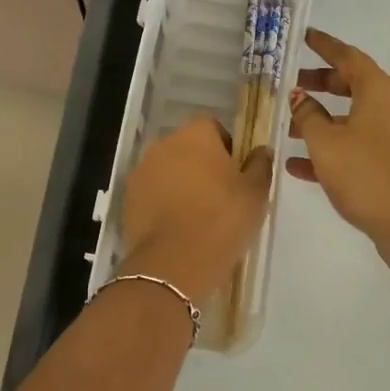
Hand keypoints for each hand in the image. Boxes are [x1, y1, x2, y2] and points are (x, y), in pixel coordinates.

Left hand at [121, 117, 274, 303]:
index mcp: (196, 134)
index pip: (213, 128)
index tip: (235, 176)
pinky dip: (162, 202)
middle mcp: (164, 143)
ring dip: (180, 182)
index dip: (226, 149)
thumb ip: (260, 165)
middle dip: (201, 165)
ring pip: (168, 169)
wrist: (174, 262)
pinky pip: (152, 192)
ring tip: (196, 215)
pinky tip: (176, 227)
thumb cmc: (222, 219)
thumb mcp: (255, 193)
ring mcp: (142, 170)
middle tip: (219, 196)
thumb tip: (261, 150)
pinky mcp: (128, 197)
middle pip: (187, 148)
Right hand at [288, 28, 389, 273]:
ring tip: (288, 128)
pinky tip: (299, 165)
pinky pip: (359, 145)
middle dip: (320, 84)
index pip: (349, 57)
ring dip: (322, 120)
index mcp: (379, 92)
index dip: (325, 46)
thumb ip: (308, 116)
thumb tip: (299, 97)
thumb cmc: (367, 173)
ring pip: (353, 118)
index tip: (305, 37)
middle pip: (352, 85)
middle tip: (291, 85)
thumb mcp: (326, 143)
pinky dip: (333, 148)